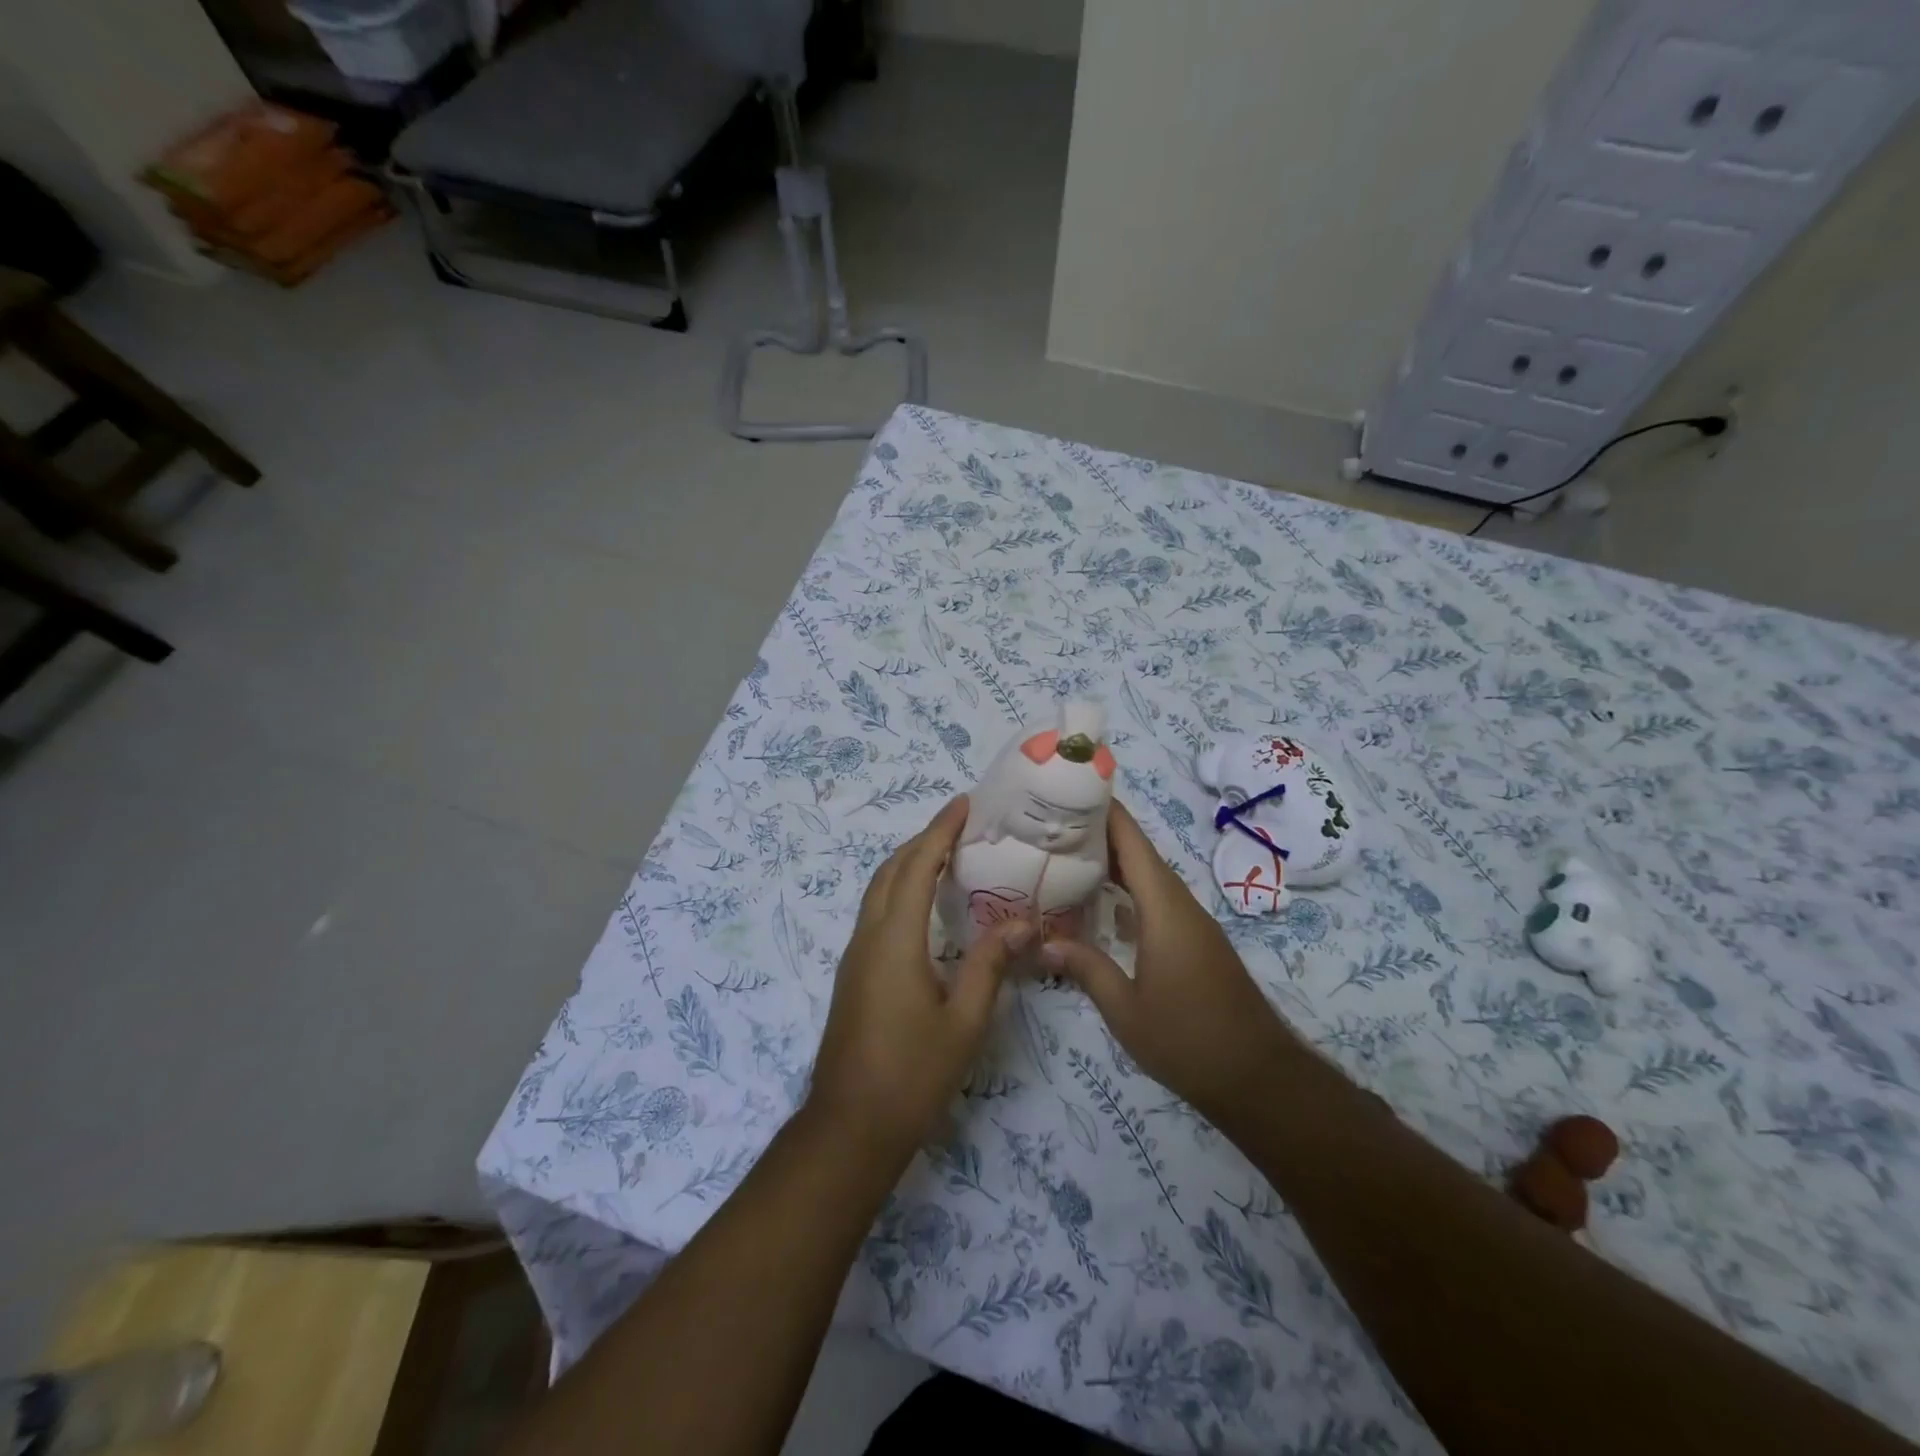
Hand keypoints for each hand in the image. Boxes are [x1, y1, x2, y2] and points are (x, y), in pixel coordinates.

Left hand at [807, 797, 1029, 1161]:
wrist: (850, 1126)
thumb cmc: (912, 1075)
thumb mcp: (963, 1022)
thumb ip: (990, 966)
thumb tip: (1020, 922)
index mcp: (895, 940)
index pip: (917, 867)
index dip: (940, 831)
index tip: (964, 805)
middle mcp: (868, 937)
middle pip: (891, 870)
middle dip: (923, 840)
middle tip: (961, 826)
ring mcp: (855, 956)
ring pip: (878, 890)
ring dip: (907, 864)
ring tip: (946, 856)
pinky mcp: (853, 974)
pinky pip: (875, 913)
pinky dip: (899, 891)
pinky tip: (924, 907)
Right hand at [1042, 800, 1300, 1130]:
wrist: (1258, 1077)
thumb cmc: (1188, 1040)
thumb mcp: (1126, 1011)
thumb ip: (1086, 969)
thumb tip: (1043, 943)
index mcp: (1164, 909)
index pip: (1132, 843)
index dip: (1105, 811)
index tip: (1072, 788)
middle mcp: (1180, 905)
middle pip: (1140, 853)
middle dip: (1100, 833)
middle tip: (1052, 823)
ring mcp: (1192, 923)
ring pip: (1149, 877)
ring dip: (1114, 862)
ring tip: (1068, 855)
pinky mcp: (1195, 942)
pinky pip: (1157, 900)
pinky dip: (1128, 891)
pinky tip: (1101, 905)